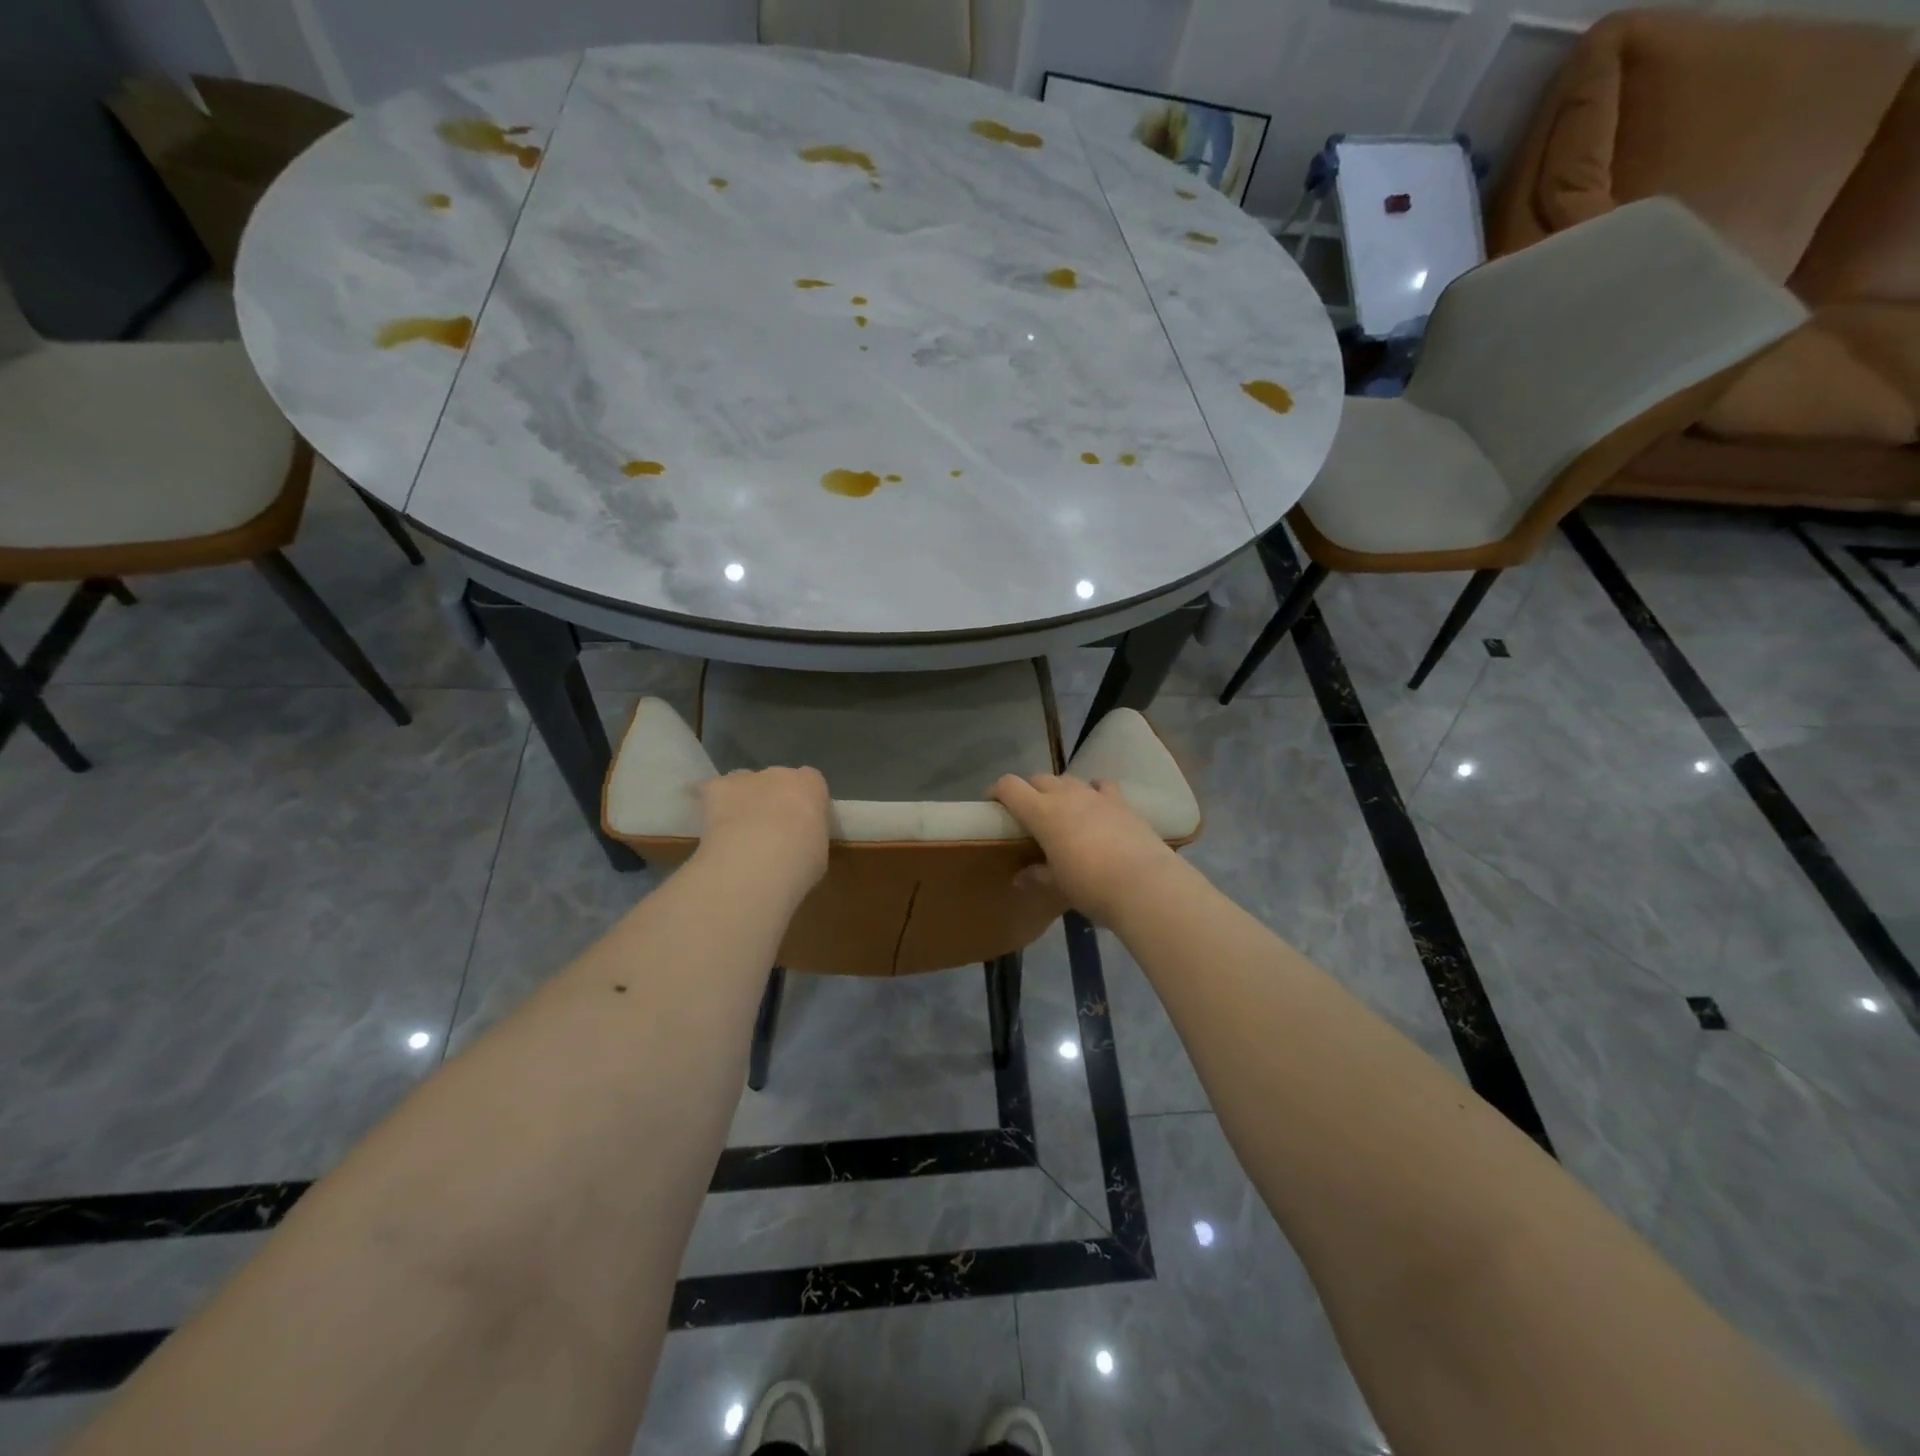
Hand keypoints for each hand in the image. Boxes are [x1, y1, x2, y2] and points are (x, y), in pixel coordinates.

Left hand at [698, 767, 830, 893]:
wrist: (757, 862)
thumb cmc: (799, 862)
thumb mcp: (818, 853)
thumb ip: (808, 836)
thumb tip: (797, 843)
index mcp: (810, 786)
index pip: (810, 782)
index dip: (803, 802)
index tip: (800, 825)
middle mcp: (779, 774)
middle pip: (776, 780)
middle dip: (773, 801)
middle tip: (769, 832)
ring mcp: (746, 778)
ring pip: (744, 784)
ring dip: (743, 801)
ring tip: (737, 832)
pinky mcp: (717, 788)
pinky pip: (711, 791)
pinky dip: (710, 805)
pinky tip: (710, 826)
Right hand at [990, 773, 1178, 923]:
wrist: (1144, 884)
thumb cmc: (1091, 885)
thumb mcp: (1058, 884)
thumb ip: (1037, 875)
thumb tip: (1020, 877)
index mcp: (1042, 812)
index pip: (1009, 786)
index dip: (996, 791)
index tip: (992, 804)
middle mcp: (1066, 795)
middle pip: (1039, 778)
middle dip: (1028, 791)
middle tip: (1027, 814)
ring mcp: (1096, 795)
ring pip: (1068, 779)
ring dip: (1059, 790)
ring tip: (1061, 811)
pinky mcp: (1122, 802)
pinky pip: (1101, 786)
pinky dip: (1093, 791)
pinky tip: (1096, 805)